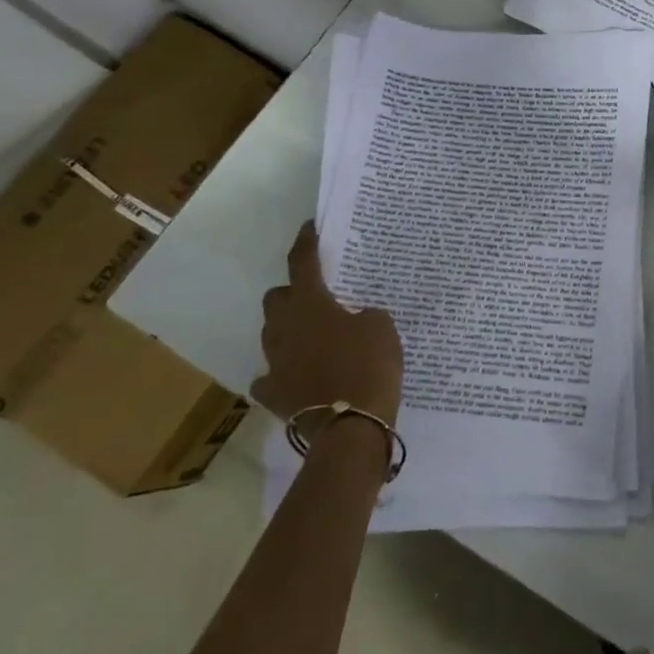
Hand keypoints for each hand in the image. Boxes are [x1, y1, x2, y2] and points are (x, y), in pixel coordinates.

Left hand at [253, 224, 403, 424]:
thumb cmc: (369, 364)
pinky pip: (271, 375)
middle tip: (318, 297)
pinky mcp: (274, 393)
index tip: (310, 228)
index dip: (306, 242)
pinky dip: (283, 371)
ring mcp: (275, 362)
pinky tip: (299, 373)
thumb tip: (353, 320)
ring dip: (289, 329)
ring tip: (314, 335)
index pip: (302, 263)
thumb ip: (364, 314)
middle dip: (293, 293)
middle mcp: (284, 328)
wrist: (351, 424)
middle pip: (277, 298)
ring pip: (272, 334)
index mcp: (310, 304)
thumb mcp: (381, 326)